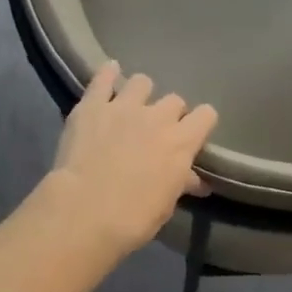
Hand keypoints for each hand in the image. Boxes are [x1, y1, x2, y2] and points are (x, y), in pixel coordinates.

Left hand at [44, 62, 217, 258]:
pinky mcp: (91, 105)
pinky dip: (107, 75)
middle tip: (156, 131)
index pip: (206, 115)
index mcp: (182, 142)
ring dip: (140, 93)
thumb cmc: (134, 217)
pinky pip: (103, 78)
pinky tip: (109, 74)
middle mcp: (158, 116)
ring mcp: (123, 106)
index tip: (192, 136)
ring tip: (131, 106)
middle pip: (174, 100)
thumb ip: (181, 183)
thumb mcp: (166, 204)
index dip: (200, 124)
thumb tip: (196, 181)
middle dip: (169, 113)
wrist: (85, 211)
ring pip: (142, 82)